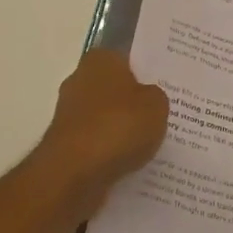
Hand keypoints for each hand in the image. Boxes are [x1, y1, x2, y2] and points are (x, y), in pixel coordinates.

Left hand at [35, 49, 168, 212]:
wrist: (75, 173)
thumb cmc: (118, 126)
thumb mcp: (156, 105)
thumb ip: (156, 97)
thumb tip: (147, 99)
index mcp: (100, 60)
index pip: (128, 60)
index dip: (147, 74)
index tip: (166, 89)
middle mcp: (80, 80)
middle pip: (115, 89)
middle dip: (134, 103)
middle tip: (163, 118)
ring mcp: (69, 114)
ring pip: (107, 118)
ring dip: (123, 130)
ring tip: (152, 146)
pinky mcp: (66, 145)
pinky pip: (98, 144)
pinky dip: (111, 152)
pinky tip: (132, 164)